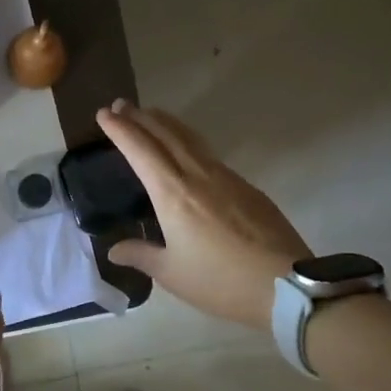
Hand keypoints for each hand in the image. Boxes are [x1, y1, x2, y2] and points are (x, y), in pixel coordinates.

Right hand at [98, 101, 312, 329]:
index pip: (140, 150)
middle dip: (140, 117)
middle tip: (121, 105)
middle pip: (165, 134)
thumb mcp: (172, 273)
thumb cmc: (221, 282)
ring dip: (166, 123)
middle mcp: (197, 175)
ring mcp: (226, 177)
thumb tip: (115, 249)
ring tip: (151, 115)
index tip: (104, 114)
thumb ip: (142, 255)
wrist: (286, 285)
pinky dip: (189, 141)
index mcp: (172, 193)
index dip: (120, 129)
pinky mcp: (247, 186)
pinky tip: (187, 151)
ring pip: (190, 138)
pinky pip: (209, 153)